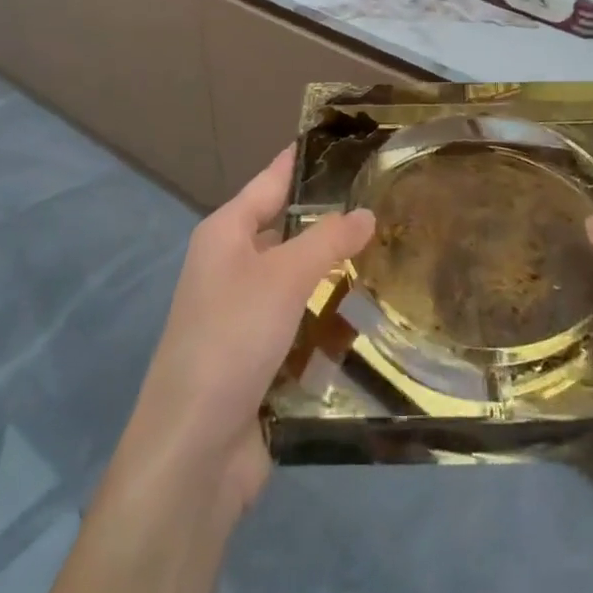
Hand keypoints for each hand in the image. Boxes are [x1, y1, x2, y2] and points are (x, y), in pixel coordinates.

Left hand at [122, 147, 374, 518]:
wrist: (194, 451)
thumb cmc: (231, 340)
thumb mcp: (282, 278)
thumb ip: (327, 240)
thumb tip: (366, 214)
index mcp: (225, 234)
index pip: (271, 181)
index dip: (304, 160)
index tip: (345, 140)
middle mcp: (233, 267)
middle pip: (290, 232)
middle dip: (335, 222)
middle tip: (392, 202)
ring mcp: (247, 316)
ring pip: (303, 281)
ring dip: (339, 275)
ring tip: (398, 254)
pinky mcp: (263, 358)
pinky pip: (306, 325)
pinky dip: (334, 320)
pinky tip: (376, 315)